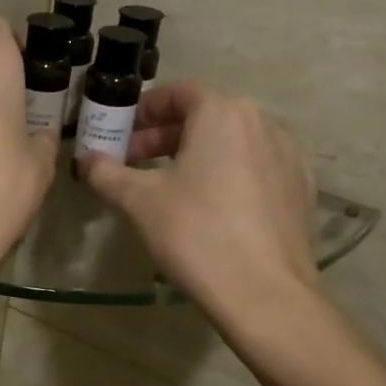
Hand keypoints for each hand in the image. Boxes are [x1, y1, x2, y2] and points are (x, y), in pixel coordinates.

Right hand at [76, 82, 317, 312]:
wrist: (264, 292)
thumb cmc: (195, 232)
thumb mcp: (139, 201)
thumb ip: (107, 173)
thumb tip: (85, 160)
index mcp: (223, 113)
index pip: (178, 93)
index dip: (145, 109)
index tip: (122, 131)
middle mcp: (262, 123)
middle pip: (206, 116)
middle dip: (165, 136)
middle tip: (134, 161)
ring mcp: (288, 156)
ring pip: (232, 142)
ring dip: (196, 154)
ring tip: (168, 185)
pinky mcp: (300, 189)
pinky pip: (255, 168)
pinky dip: (227, 174)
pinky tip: (209, 206)